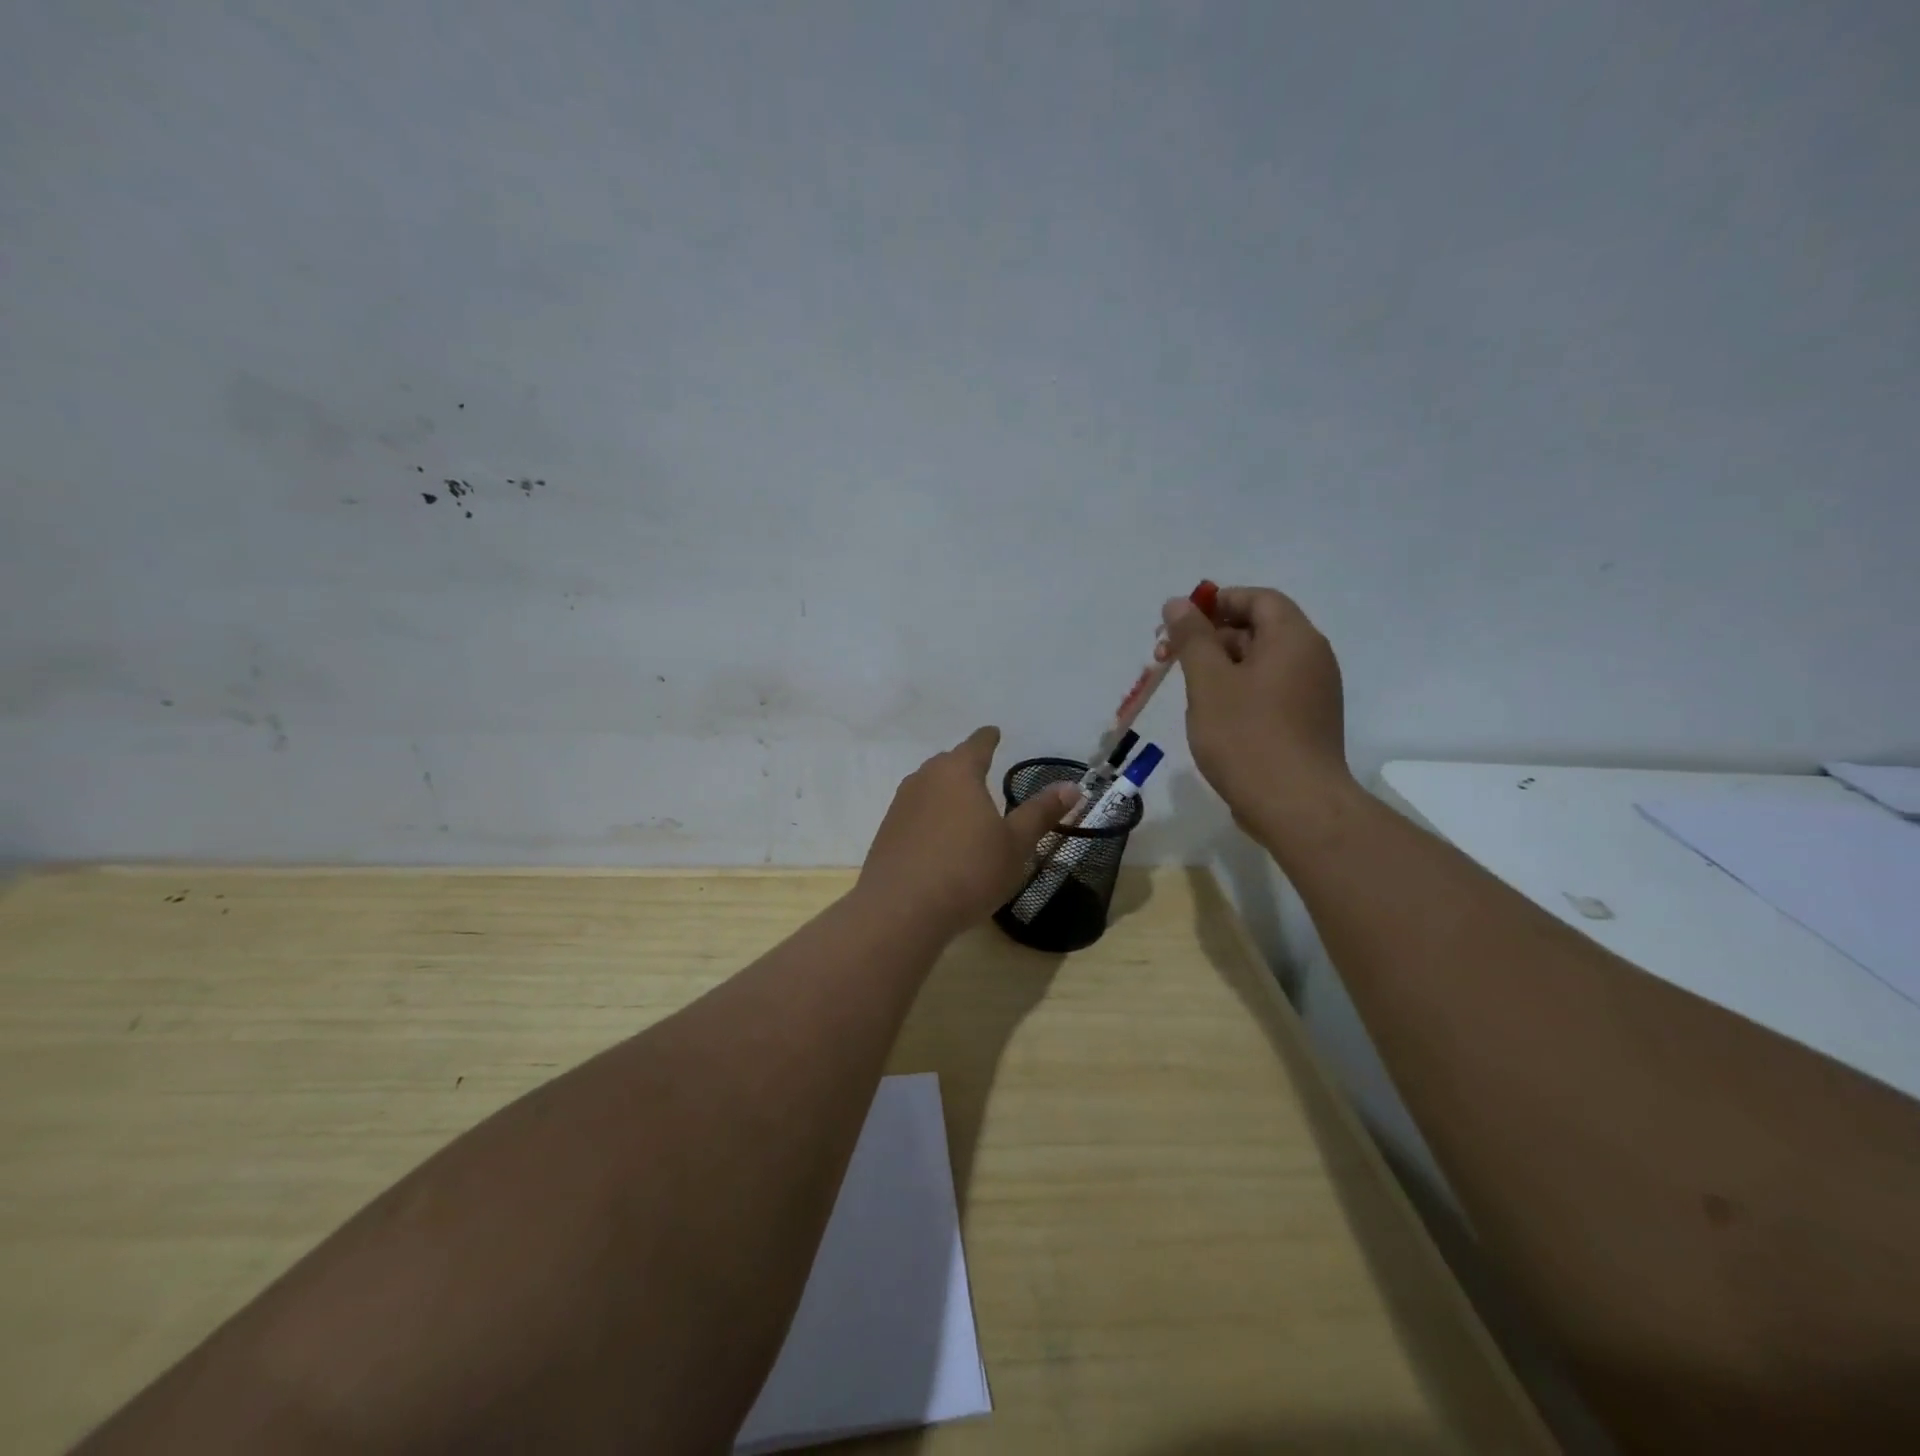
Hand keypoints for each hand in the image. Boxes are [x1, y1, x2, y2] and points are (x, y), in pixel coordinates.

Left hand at [857, 727, 1079, 940]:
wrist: (901, 909)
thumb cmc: (968, 870)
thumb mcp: (1015, 844)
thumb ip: (1040, 813)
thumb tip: (1072, 786)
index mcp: (959, 772)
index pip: (977, 745)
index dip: (988, 739)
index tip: (994, 732)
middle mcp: (925, 779)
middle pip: (948, 763)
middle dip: (965, 765)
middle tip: (981, 771)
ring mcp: (900, 805)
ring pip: (927, 787)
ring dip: (945, 792)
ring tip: (961, 806)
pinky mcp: (886, 833)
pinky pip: (914, 813)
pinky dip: (929, 817)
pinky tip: (938, 838)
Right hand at [1162, 586, 1353, 825]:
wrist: (1295, 805)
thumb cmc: (1246, 736)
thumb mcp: (1208, 681)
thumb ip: (1192, 638)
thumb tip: (1178, 603)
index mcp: (1293, 638)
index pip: (1258, 599)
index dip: (1218, 602)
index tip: (1180, 622)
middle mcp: (1312, 658)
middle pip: (1260, 629)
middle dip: (1212, 637)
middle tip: (1170, 657)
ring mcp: (1314, 693)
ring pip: (1262, 664)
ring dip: (1222, 667)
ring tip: (1188, 690)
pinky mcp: (1308, 723)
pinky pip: (1271, 691)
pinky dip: (1240, 691)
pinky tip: (1214, 716)